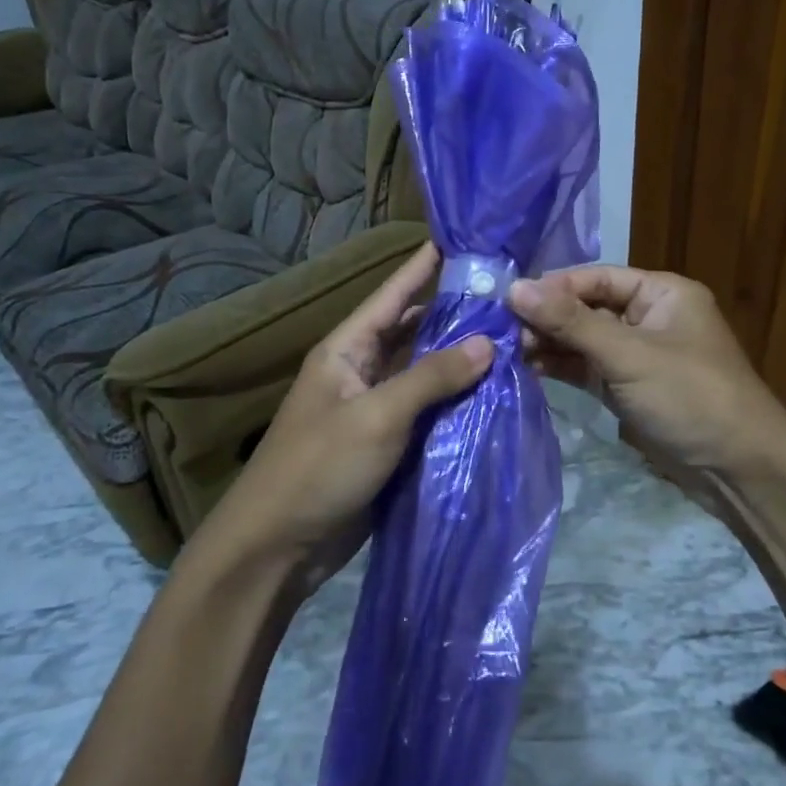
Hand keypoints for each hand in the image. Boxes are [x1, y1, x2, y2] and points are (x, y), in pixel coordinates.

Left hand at [205, 244, 492, 591]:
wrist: (277, 547)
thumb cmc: (319, 467)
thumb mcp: (377, 416)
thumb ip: (432, 377)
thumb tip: (488, 341)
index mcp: (346, 349)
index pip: (392, 295)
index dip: (423, 266)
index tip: (459, 239)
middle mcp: (360, 370)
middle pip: (412, 331)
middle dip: (453, 314)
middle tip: (505, 297)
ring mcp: (373, 408)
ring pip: (423, 372)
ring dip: (458, 359)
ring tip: (509, 338)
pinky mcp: (386, 443)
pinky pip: (426, 410)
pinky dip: (455, 400)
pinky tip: (492, 393)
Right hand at [508, 266, 785, 476]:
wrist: (739, 470)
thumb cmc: (689, 395)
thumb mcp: (628, 354)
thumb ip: (571, 322)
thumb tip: (515, 287)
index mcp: (661, 293)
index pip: (596, 278)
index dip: (553, 287)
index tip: (508, 300)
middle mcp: (648, 316)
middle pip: (587, 307)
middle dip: (547, 318)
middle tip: (500, 331)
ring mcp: (637, 354)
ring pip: (584, 340)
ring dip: (550, 344)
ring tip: (507, 352)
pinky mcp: (628, 387)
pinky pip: (588, 368)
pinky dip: (562, 368)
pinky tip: (528, 369)